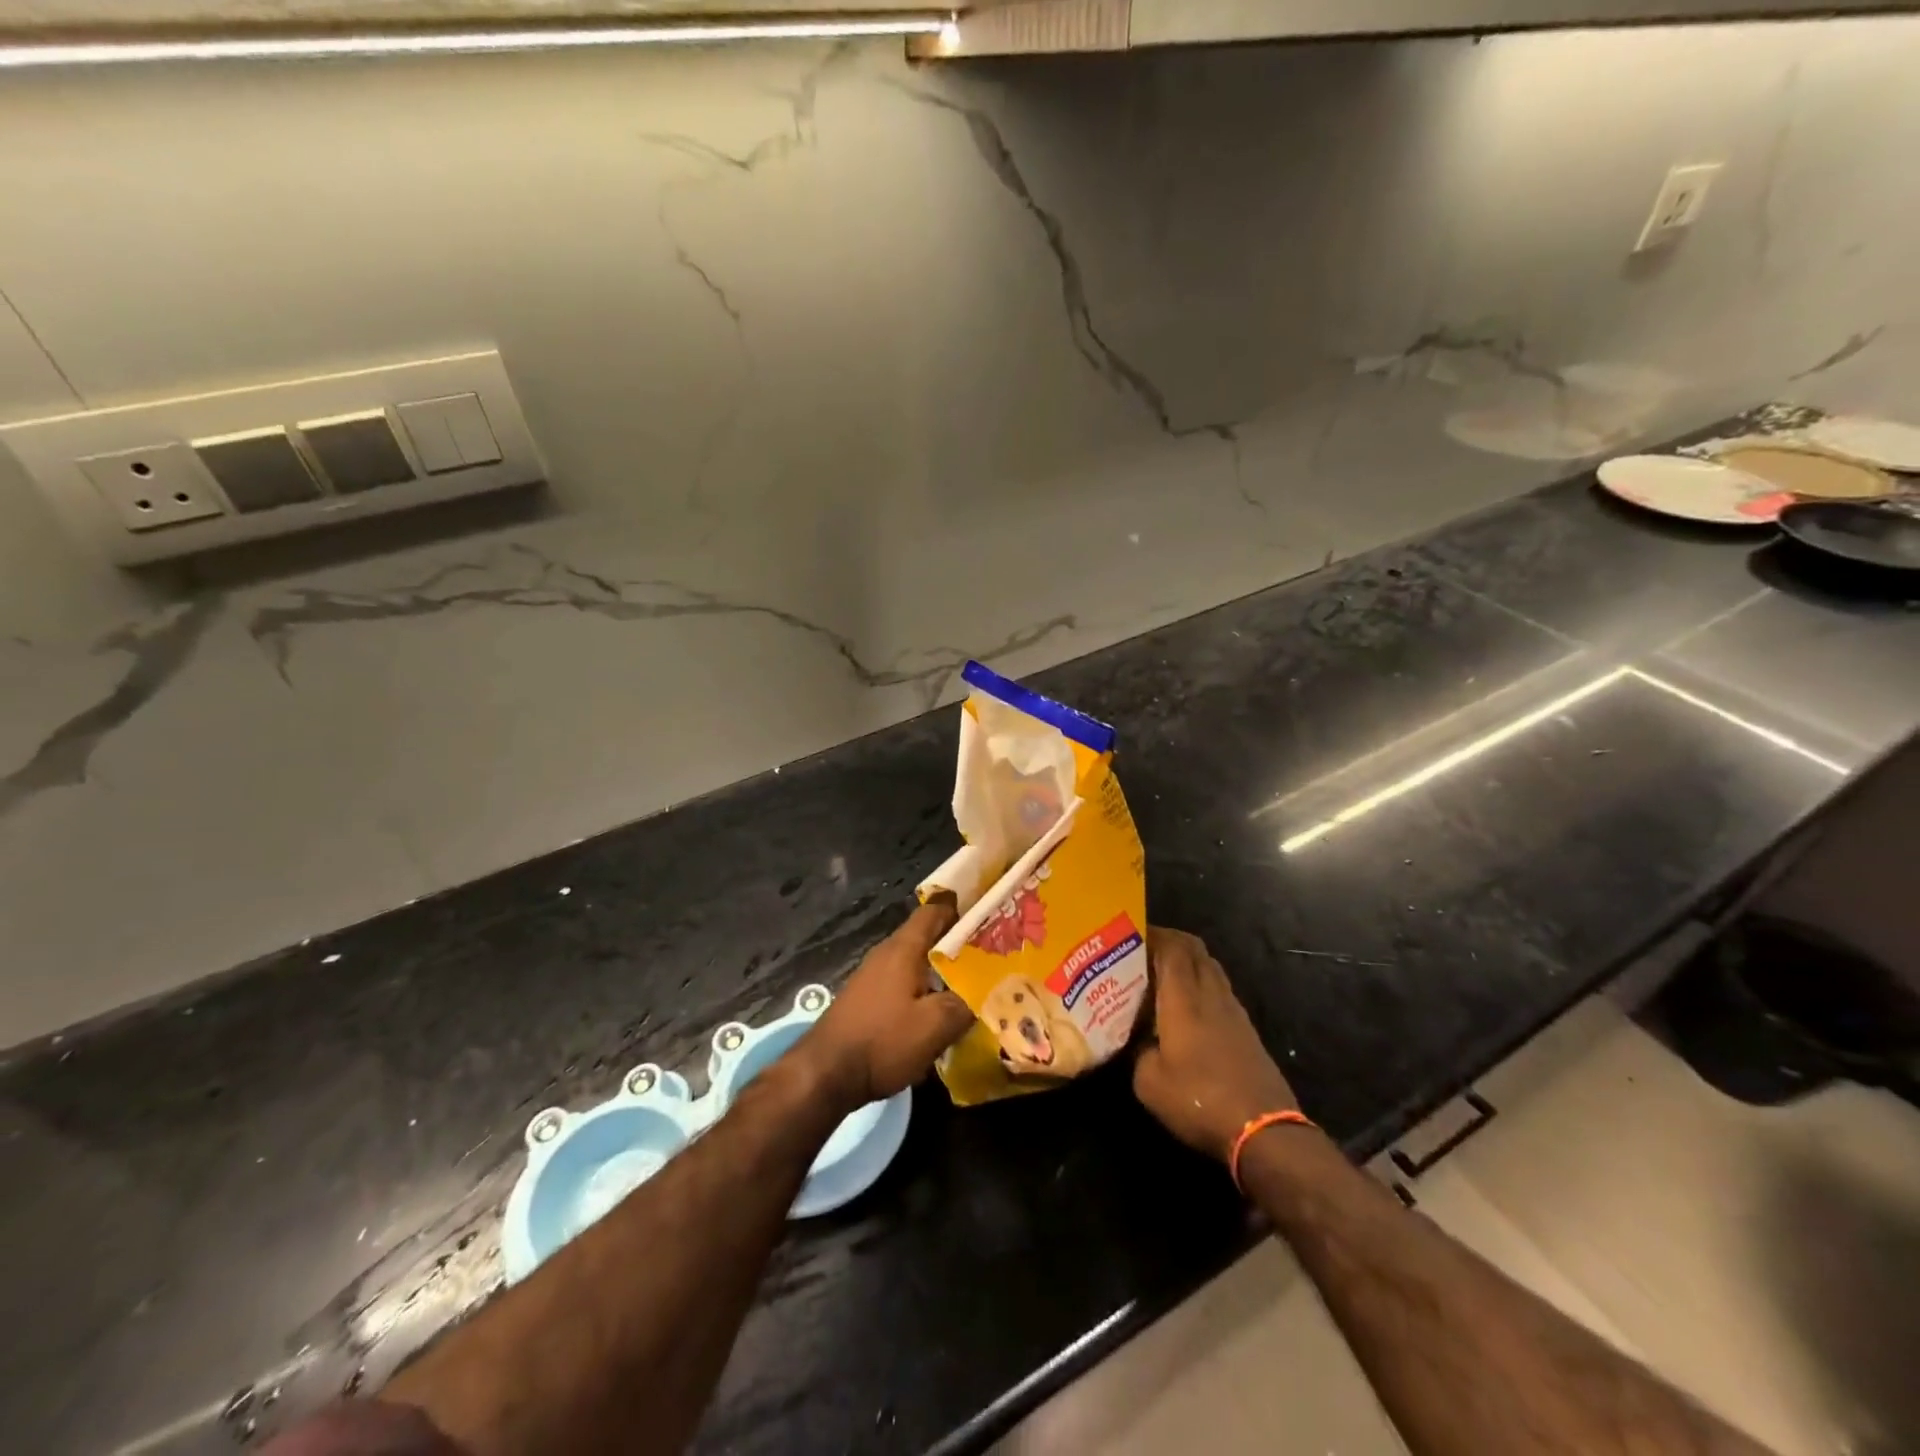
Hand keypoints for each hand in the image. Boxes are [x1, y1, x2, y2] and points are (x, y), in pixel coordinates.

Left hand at [795, 897, 974, 1111]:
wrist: (825, 1074)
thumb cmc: (883, 1041)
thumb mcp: (935, 1025)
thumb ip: (966, 1003)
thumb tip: (989, 989)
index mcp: (904, 948)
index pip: (934, 911)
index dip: (962, 908)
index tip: (988, 914)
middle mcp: (887, 954)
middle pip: (927, 937)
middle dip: (958, 944)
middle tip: (991, 954)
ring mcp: (873, 976)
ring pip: (916, 963)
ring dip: (941, 970)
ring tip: (973, 984)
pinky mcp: (867, 999)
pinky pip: (904, 983)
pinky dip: (924, 989)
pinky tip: (939, 1011)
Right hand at [1133, 928, 1297, 1163]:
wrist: (1263, 1130)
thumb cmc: (1199, 1100)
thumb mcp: (1149, 1082)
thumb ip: (1138, 1051)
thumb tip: (1138, 1040)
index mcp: (1184, 999)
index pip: (1172, 947)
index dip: (1153, 934)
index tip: (1131, 934)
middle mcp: (1211, 994)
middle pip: (1195, 950)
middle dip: (1171, 941)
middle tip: (1144, 950)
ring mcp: (1234, 1011)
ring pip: (1211, 968)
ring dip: (1188, 962)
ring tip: (1163, 975)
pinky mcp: (1246, 1030)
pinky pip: (1220, 990)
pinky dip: (1202, 985)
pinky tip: (1188, 1007)